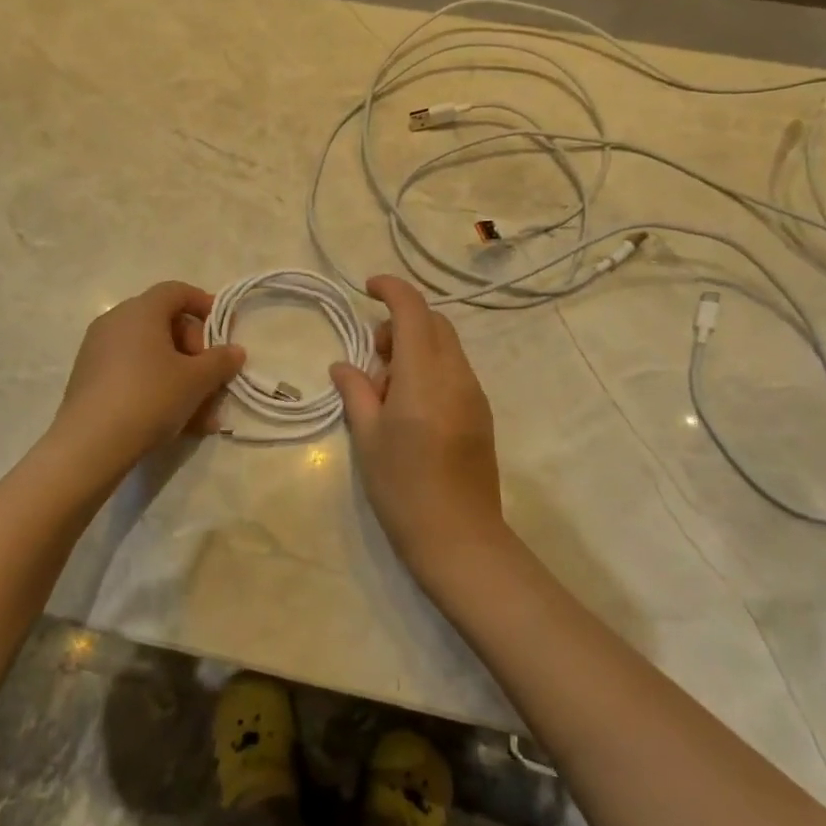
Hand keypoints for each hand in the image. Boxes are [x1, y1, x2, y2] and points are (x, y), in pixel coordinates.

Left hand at [50, 281, 245, 476]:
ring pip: (152, 356)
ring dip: (182, 379)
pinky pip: (133, 374)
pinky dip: (158, 389)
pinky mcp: (90, 380)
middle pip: (166, 325)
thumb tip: (235, 351)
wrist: (90, 445)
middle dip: (196, 353)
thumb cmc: (149, 397)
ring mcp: (98, 351)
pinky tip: (178, 423)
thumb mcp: (196, 380)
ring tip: (203, 416)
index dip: (205, 305)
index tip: (225, 330)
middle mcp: (115, 322)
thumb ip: (220, 361)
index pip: (177, 291)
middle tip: (213, 380)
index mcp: (140, 311)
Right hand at [329, 276, 509, 587]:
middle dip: (402, 321)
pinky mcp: (481, 413)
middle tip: (374, 355)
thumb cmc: (403, 487)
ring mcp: (474, 394)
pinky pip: (455, 370)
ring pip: (447, 346)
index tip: (368, 287)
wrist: (459, 538)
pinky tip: (411, 404)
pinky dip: (431, 366)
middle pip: (435, 323)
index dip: (391, 289)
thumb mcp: (368, 438)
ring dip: (417, 345)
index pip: (413, 311)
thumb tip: (344, 365)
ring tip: (389, 385)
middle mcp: (456, 375)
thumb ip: (356, 392)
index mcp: (425, 376)